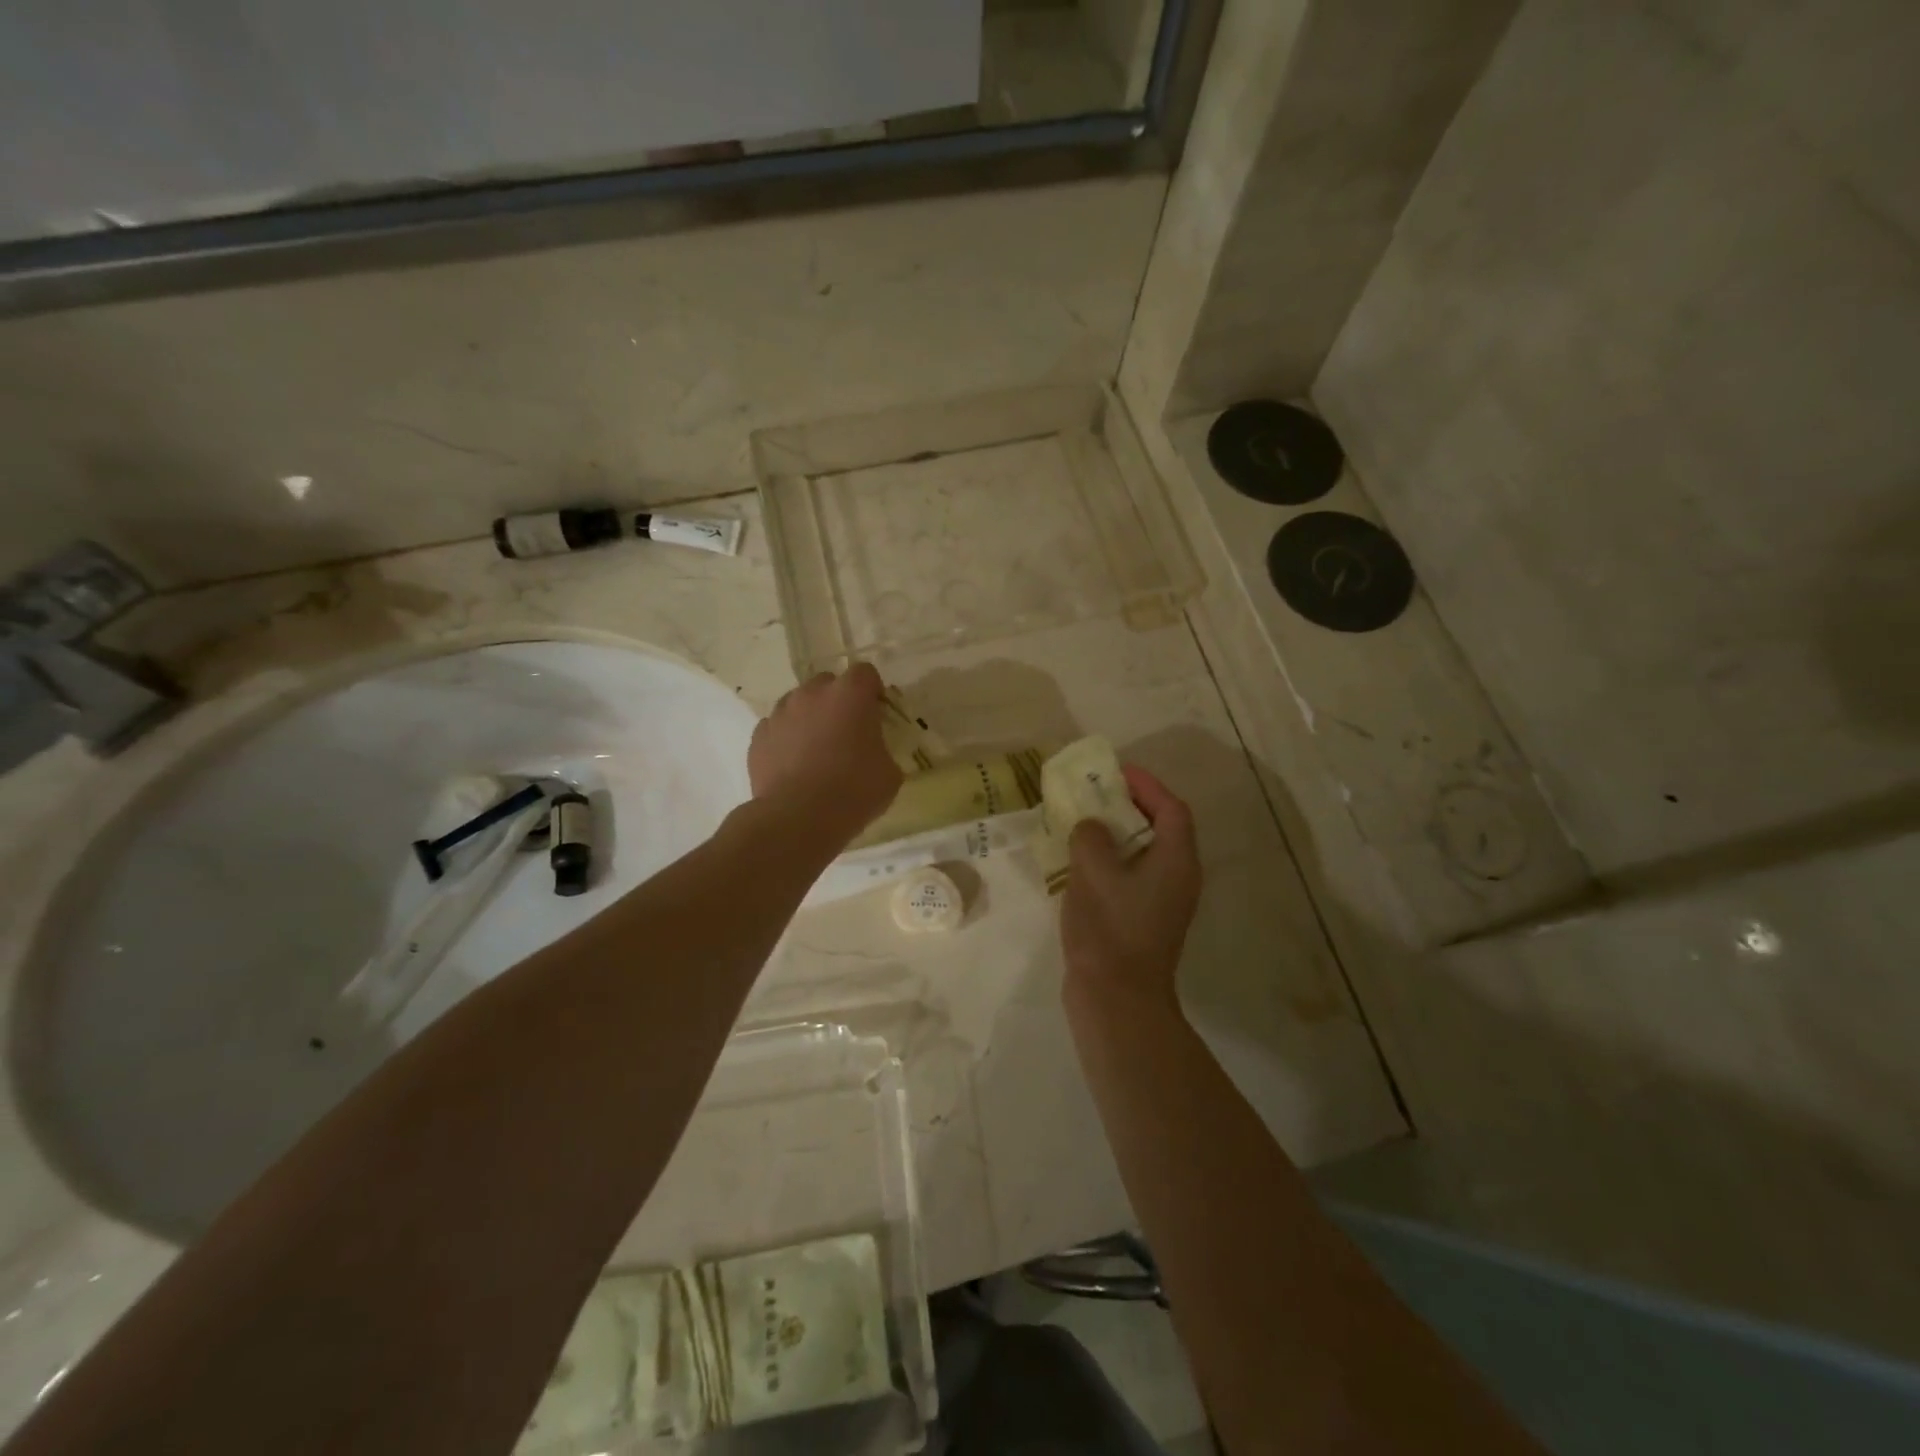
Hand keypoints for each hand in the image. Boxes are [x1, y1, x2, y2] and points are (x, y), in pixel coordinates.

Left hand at [748, 663, 902, 847]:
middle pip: (828, 683)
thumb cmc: (854, 791)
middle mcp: (812, 693)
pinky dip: (786, 739)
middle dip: (838, 701)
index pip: (865, 673)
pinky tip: (793, 766)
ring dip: (809, 718)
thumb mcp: (889, 773)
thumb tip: (874, 753)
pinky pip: (777, 728)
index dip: (872, 691)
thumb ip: (882, 750)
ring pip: (798, 703)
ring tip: (815, 751)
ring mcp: (781, 712)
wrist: (798, 817)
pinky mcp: (758, 736)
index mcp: (850, 694)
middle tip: (846, 732)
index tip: (876, 713)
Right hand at [1059, 764, 1200, 1013]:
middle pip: (1161, 829)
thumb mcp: (1093, 871)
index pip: (1172, 809)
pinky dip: (1111, 861)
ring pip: (1144, 854)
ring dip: (1116, 835)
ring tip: (1082, 822)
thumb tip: (1090, 828)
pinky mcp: (1145, 921)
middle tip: (1094, 794)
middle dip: (1129, 806)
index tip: (1116, 772)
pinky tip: (1079, 863)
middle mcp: (1178, 878)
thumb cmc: (1110, 927)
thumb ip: (1090, 836)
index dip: (1147, 785)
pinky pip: (1132, 876)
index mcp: (1176, 861)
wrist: (1116, 1000)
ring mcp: (1163, 903)